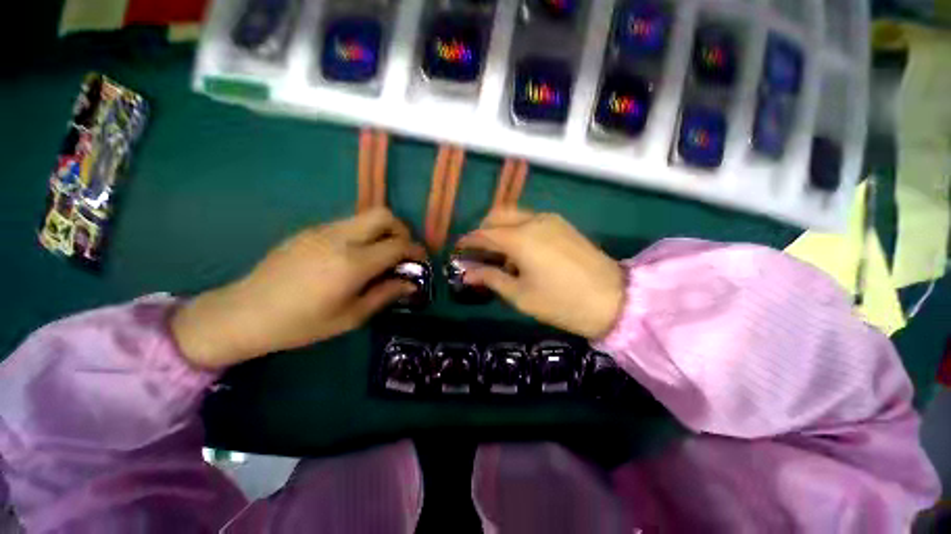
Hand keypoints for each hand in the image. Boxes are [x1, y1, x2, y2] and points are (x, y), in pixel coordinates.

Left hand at [171, 210, 426, 368]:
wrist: (245, 313)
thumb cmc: (302, 323)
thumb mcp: (351, 316)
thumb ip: (386, 294)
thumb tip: (411, 284)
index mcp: (352, 263)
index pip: (397, 244)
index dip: (415, 250)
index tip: (421, 260)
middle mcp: (340, 238)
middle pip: (384, 215)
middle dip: (402, 230)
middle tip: (402, 251)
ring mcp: (322, 230)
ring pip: (365, 216)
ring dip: (381, 231)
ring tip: (380, 255)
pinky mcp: (310, 230)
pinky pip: (347, 224)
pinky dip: (362, 234)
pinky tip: (354, 256)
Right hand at [457, 209, 624, 339]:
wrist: (614, 300)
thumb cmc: (561, 302)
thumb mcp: (520, 295)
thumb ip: (491, 278)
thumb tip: (467, 273)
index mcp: (519, 238)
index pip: (483, 233)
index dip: (467, 241)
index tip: (458, 250)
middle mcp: (533, 221)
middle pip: (498, 215)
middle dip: (483, 230)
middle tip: (478, 251)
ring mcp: (551, 220)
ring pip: (515, 215)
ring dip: (501, 229)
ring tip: (500, 254)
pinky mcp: (563, 225)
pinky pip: (531, 220)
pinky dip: (518, 230)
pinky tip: (522, 251)